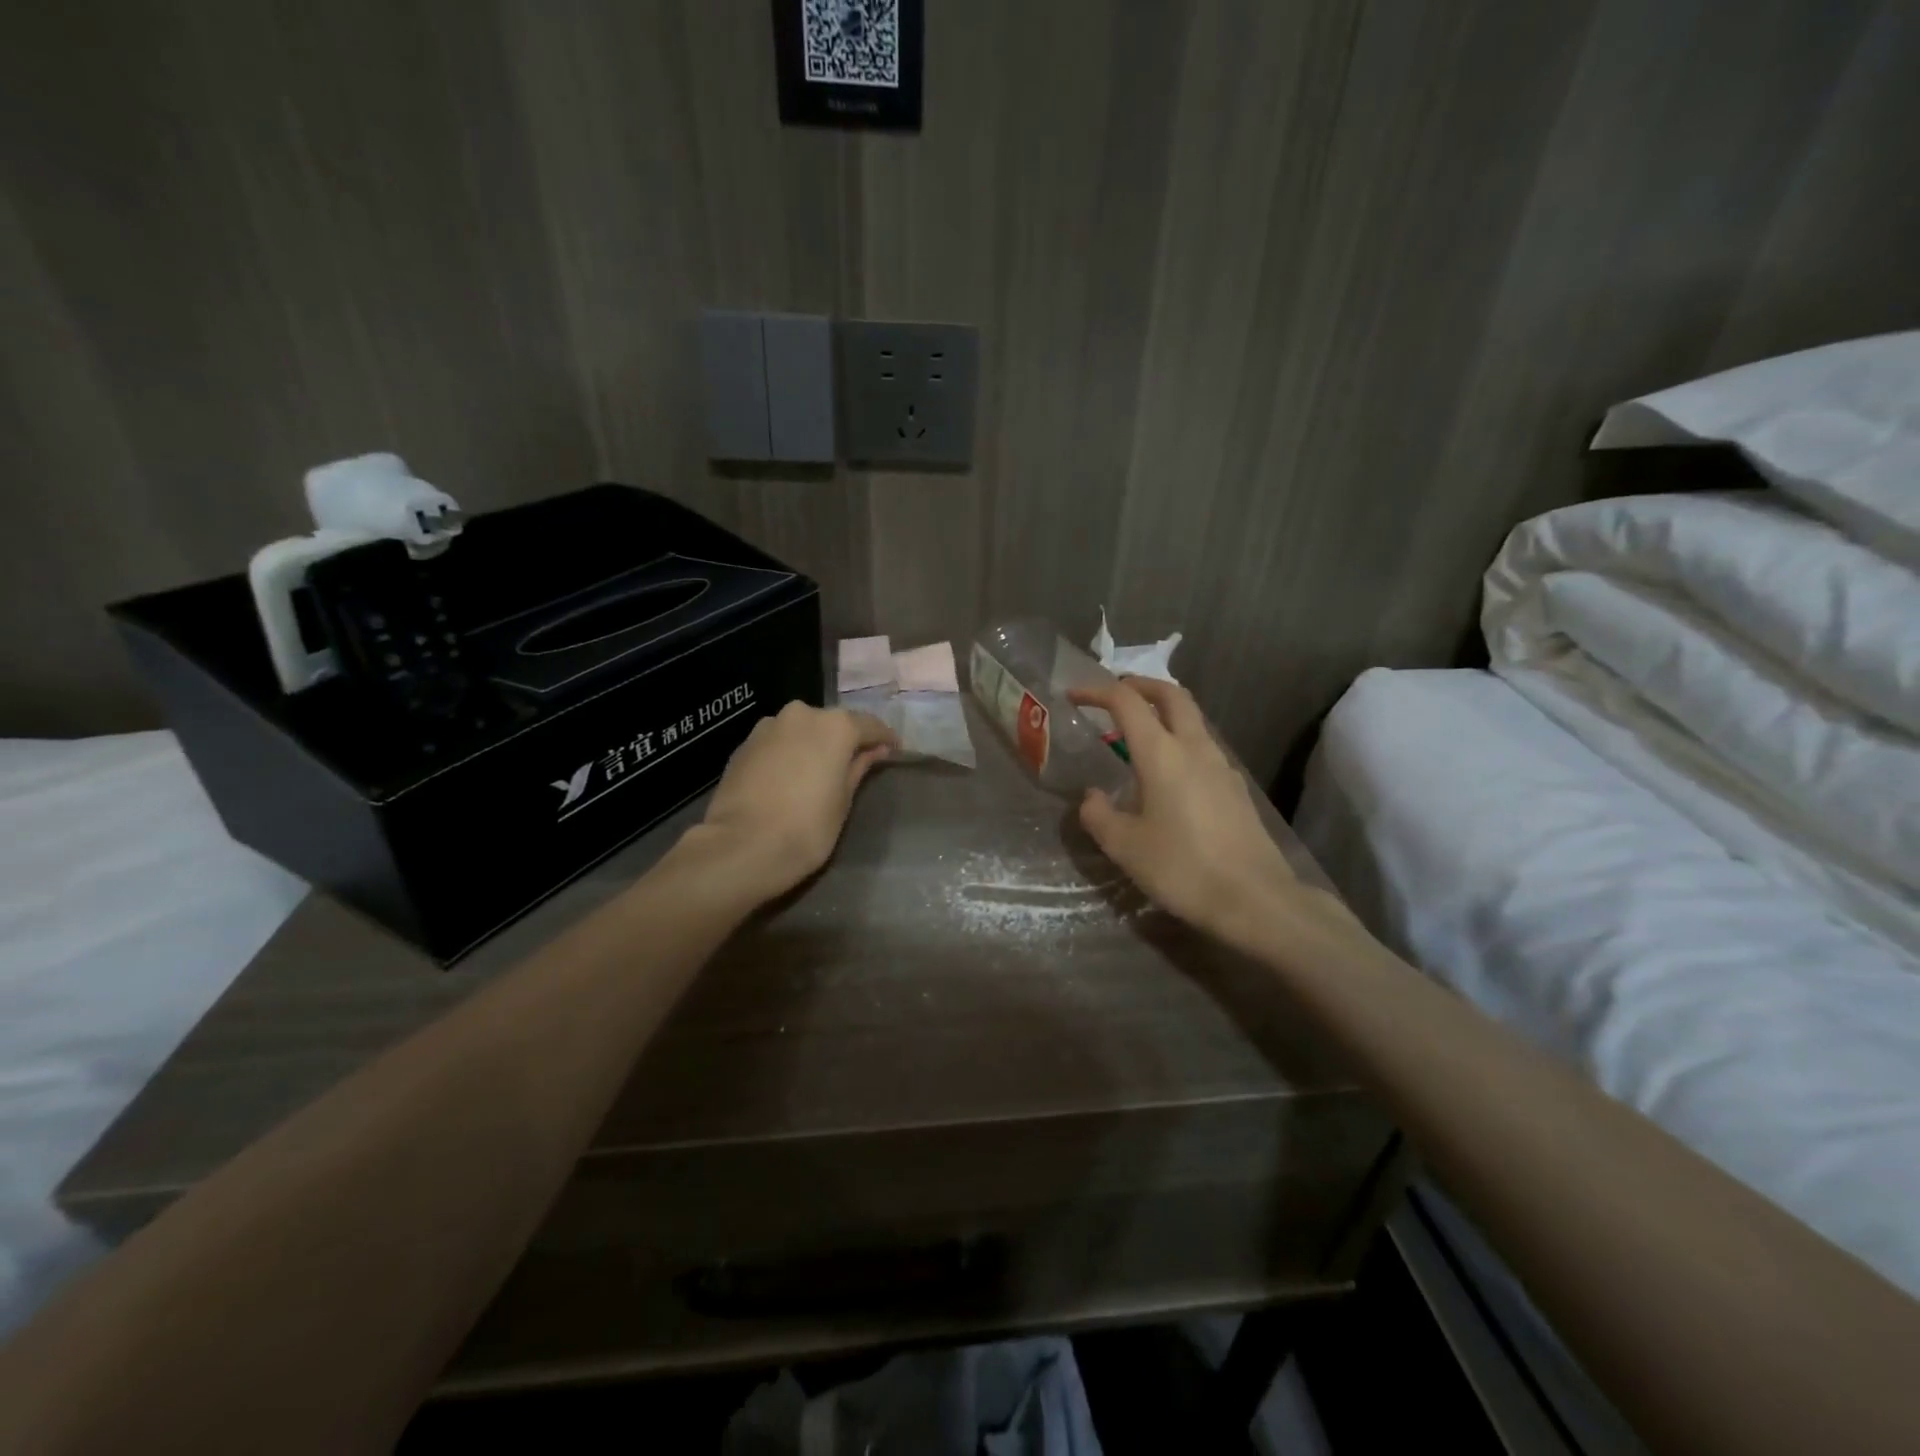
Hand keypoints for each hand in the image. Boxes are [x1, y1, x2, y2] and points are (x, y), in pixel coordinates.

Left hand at [688, 701, 896, 903]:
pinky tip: (790, 778)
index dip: (884, 739)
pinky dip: (788, 753)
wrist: (740, 847)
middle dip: (846, 740)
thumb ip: (859, 768)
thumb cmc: (806, 828)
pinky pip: (777, 742)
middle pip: (833, 723)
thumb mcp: (844, 801)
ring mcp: (768, 726)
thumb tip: (874, 751)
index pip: (870, 725)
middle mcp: (802, 714)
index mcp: (835, 726)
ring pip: (802, 730)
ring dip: (814, 744)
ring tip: (819, 771)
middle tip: (855, 764)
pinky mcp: (744, 744)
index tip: (893, 752)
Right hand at [1068, 678, 1302, 946]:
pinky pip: (1203, 747)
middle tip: (1116, 692)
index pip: (1127, 702)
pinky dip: (1180, 741)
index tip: (1075, 696)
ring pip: (1192, 719)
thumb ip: (1099, 815)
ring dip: (1164, 712)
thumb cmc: (1182, 868)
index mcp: (1162, 753)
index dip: (1098, 692)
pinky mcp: (1235, 787)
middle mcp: (1194, 748)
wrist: (1254, 899)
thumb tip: (1093, 797)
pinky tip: (1168, 775)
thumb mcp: (1125, 846)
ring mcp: (1221, 766)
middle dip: (1141, 685)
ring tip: (1137, 736)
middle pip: (1172, 695)